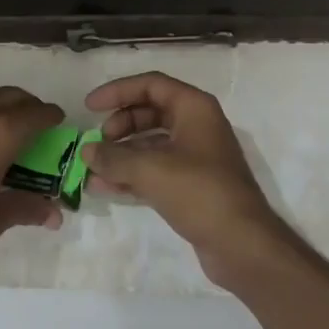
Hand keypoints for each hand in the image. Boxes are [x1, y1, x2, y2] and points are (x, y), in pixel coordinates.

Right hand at [85, 71, 292, 289]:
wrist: (241, 244)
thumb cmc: (200, 192)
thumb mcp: (152, 170)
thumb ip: (115, 158)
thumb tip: (86, 151)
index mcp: (194, 108)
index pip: (151, 84)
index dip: (118, 91)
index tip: (90, 107)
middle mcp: (196, 125)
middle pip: (150, 112)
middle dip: (120, 124)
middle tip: (97, 143)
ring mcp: (195, 156)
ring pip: (151, 143)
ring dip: (121, 154)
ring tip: (92, 169)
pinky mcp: (191, 185)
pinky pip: (155, 170)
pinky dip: (131, 175)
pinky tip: (104, 187)